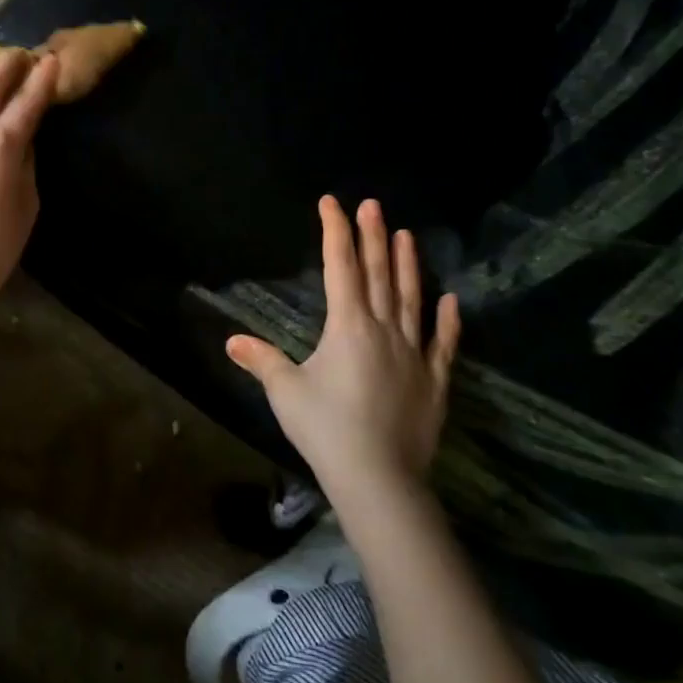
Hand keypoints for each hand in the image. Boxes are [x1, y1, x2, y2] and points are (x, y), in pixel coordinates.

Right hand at [227, 196, 459, 495]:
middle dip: (372, 236)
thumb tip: (232, 341)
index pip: (340, 267)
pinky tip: (451, 300)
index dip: (335, 232)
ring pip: (411, 300)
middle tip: (373, 204)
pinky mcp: (433, 382)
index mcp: (347, 326)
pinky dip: (448, 321)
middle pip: (378, 274)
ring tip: (406, 235)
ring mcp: (413, 354)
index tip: (332, 203)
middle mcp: (383, 330)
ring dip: (407, 266)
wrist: (379, 480)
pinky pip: (442, 344)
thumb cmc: (326, 429)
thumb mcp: (286, 392)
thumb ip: (263, 360)